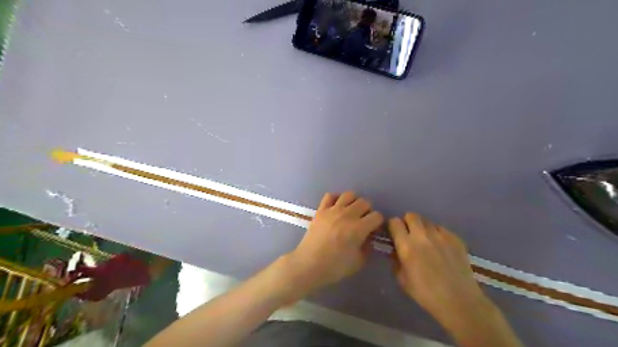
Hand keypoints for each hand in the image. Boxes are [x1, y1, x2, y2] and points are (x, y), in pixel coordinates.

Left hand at [283, 193, 381, 294]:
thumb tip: (368, 238)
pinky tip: (336, 208)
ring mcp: (332, 210)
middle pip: (365, 202)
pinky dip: (336, 199)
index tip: (373, 230)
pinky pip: (330, 195)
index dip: (378, 223)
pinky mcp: (321, 210)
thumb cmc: (334, 267)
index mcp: (359, 228)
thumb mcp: (358, 262)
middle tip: (363, 221)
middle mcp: (347, 215)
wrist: (308, 265)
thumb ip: (367, 247)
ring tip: (351, 212)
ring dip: (354, 202)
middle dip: (368, 211)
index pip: (377, 216)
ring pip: (349, 195)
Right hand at [388, 213, 490, 326]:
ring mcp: (440, 235)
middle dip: (408, 222)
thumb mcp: (402, 279)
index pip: (394, 222)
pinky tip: (441, 247)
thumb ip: (396, 260)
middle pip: (411, 215)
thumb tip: (396, 250)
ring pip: (427, 221)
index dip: (393, 226)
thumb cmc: (425, 293)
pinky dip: (438, 234)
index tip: (395, 234)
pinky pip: (441, 228)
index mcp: (406, 245)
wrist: (459, 301)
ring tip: (427, 241)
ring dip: (423, 228)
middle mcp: (422, 235)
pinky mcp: (455, 238)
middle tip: (410, 235)